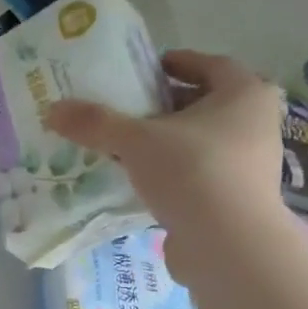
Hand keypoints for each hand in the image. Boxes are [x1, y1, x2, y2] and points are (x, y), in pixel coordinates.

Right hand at [45, 50, 285, 280]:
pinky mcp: (234, 196)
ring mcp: (248, 163)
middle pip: (203, 104)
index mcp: (243, 94)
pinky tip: (139, 180)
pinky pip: (197, 172)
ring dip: (165, 141)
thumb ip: (95, 123)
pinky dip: (170, 171)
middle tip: (125, 108)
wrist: (228, 244)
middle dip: (164, 105)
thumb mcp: (135, 142)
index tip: (143, 70)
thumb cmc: (192, 173)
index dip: (175, 63)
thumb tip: (53, 109)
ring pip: (199, 141)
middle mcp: (254, 123)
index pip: (209, 65)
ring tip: (124, 146)